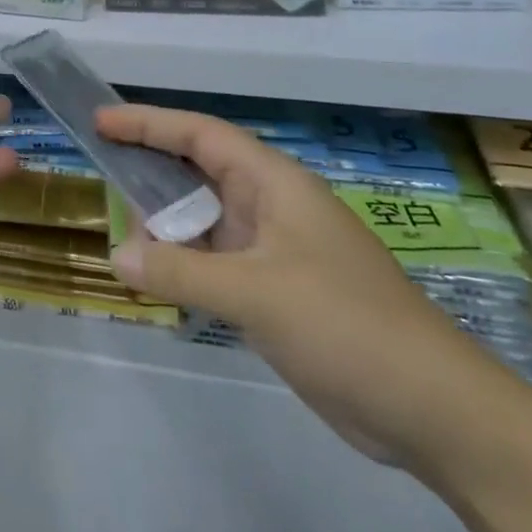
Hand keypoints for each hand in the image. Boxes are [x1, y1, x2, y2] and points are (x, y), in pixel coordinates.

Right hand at [99, 104, 513, 471]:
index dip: (149, 123)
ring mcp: (274, 251)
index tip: (101, 122)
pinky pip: (214, 261)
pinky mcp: (276, 291)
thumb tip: (117, 256)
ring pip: (204, 220)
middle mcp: (271, 207)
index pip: (202, 135)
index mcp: (274, 184)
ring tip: (121, 232)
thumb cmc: (344, 324)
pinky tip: (156, 277)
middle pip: (199, 172)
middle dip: (150, 168)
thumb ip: (180, 271)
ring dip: (164, 224)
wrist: (431, 409)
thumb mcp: (255, 293)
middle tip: (101, 170)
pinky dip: (182, 263)